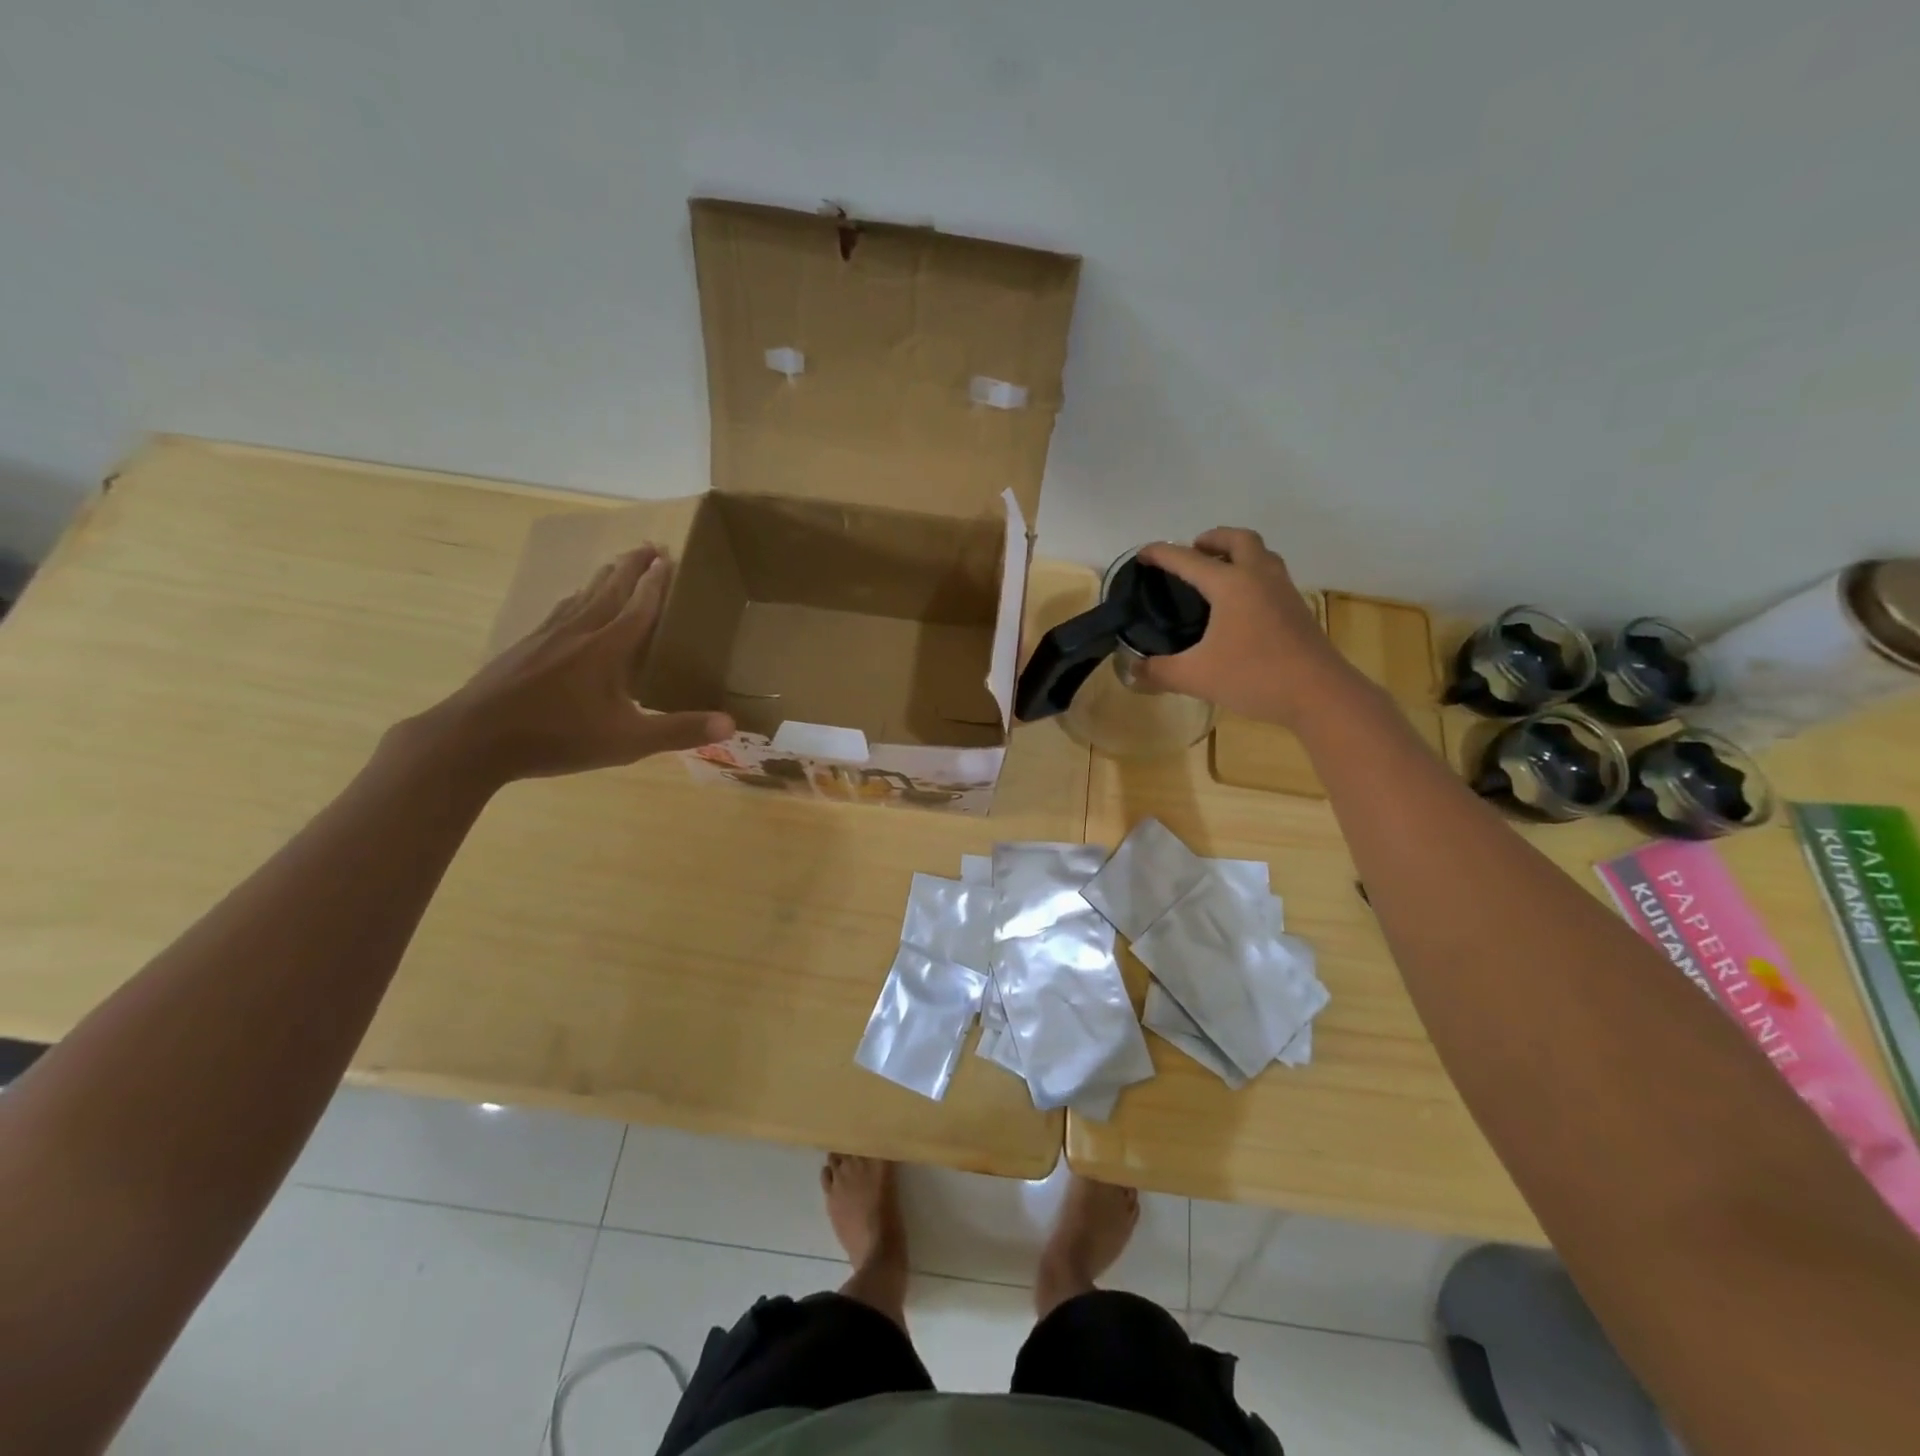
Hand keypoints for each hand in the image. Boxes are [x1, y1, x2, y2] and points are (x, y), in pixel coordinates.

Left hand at [401, 545, 732, 785]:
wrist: (474, 739)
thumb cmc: (558, 737)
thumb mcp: (627, 741)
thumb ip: (679, 731)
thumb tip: (731, 723)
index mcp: (607, 647)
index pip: (640, 605)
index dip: (657, 583)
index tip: (669, 558)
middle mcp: (579, 631)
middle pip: (610, 588)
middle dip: (632, 566)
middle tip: (649, 545)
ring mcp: (547, 636)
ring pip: (582, 595)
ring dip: (604, 576)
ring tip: (616, 564)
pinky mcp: (525, 646)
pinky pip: (560, 610)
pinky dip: (576, 597)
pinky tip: (571, 603)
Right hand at [1132, 528, 1355, 727]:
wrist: (1319, 694)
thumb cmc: (1254, 677)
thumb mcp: (1196, 677)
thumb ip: (1160, 671)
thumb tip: (1134, 671)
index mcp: (1231, 584)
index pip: (1188, 560)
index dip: (1161, 554)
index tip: (1142, 554)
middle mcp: (1259, 577)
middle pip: (1238, 539)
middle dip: (1212, 539)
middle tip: (1192, 551)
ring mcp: (1283, 591)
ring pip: (1261, 554)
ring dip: (1237, 552)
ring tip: (1217, 571)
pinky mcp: (1297, 609)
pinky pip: (1271, 576)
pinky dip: (1252, 574)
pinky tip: (1241, 604)